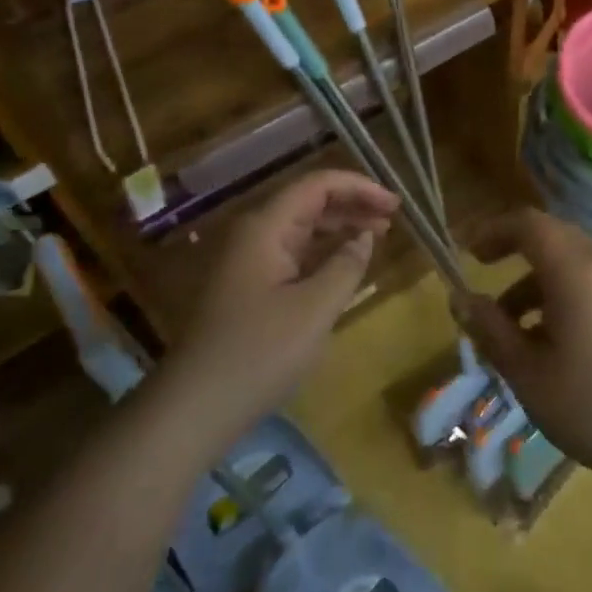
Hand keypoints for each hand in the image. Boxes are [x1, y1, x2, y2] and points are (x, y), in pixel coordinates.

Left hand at [162, 170, 396, 447]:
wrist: (196, 406)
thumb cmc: (259, 353)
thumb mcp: (315, 309)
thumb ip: (346, 266)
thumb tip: (365, 236)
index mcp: (265, 227)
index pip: (317, 185)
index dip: (359, 187)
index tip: (395, 203)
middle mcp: (255, 233)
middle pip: (309, 202)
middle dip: (352, 204)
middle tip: (393, 218)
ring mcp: (249, 260)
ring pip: (302, 227)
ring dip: (340, 226)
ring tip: (378, 235)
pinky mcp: (250, 285)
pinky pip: (294, 253)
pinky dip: (323, 251)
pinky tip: (345, 263)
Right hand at [458, 209, 591, 482]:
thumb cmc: (591, 407)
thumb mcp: (526, 373)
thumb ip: (490, 329)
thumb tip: (459, 298)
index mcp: (574, 271)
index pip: (529, 223)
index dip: (493, 229)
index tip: (467, 253)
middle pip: (550, 235)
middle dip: (512, 248)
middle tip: (482, 273)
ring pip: (568, 260)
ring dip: (533, 278)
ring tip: (507, 324)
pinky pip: (588, 280)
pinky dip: (558, 292)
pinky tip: (546, 339)